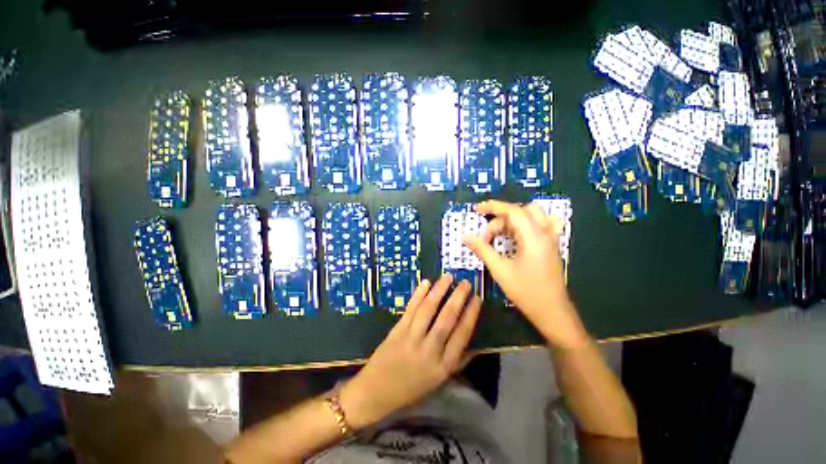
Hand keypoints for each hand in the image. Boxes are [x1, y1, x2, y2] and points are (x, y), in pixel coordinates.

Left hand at [339, 275, 481, 428]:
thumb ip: (457, 362)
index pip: (462, 334)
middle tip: (466, 283)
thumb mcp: (439, 381)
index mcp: (443, 366)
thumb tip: (476, 345)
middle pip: (447, 318)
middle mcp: (429, 350)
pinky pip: (410, 309)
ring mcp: (411, 338)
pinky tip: (426, 282)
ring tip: (448, 277)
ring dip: (439, 290)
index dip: (471, 314)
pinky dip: (419, 294)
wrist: (376, 392)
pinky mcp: (397, 330)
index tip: (477, 298)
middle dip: (458, 298)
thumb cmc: (411, 389)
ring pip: (428, 309)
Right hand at [463, 200, 588, 348]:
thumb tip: (466, 237)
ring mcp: (551, 239)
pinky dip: (527, 223)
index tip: (476, 209)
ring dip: (513, 220)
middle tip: (487, 237)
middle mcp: (545, 233)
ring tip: (500, 235)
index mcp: (533, 236)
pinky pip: (541, 224)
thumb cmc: (526, 291)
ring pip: (532, 216)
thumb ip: (482, 249)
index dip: (493, 207)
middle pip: (521, 212)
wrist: (552, 312)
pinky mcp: (552, 246)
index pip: (512, 211)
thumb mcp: (499, 270)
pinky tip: (519, 234)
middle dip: (500, 219)